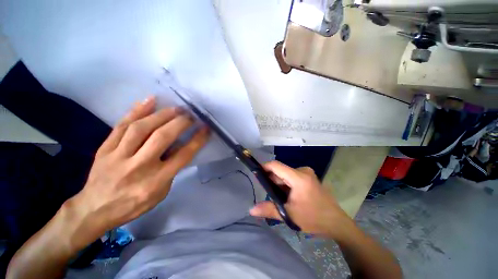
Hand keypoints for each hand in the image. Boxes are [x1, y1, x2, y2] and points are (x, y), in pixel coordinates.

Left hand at [67, 96, 209, 249]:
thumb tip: (179, 147)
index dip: (197, 139)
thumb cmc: (134, 204)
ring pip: (141, 128)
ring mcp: (118, 156)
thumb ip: (171, 170)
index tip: (206, 128)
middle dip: (180, 122)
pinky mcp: (105, 149)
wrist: (95, 209)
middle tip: (191, 115)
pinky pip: (121, 126)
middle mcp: (138, 166)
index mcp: (156, 181)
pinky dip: (136, 110)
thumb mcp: (161, 193)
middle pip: (162, 137)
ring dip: (162, 114)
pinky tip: (149, 100)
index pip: (183, 155)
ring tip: (176, 108)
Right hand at [250, 161, 350, 238]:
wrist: (336, 222)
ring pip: (285, 174)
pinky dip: (286, 184)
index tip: (255, 173)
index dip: (264, 167)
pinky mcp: (308, 177)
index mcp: (299, 177)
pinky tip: (286, 195)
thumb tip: (251, 210)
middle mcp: (302, 171)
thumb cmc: (313, 218)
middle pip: (280, 171)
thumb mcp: (289, 215)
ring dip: (279, 184)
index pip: (276, 165)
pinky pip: (291, 177)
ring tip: (277, 197)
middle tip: (267, 193)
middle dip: (272, 180)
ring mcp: (306, 173)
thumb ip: (269, 210)